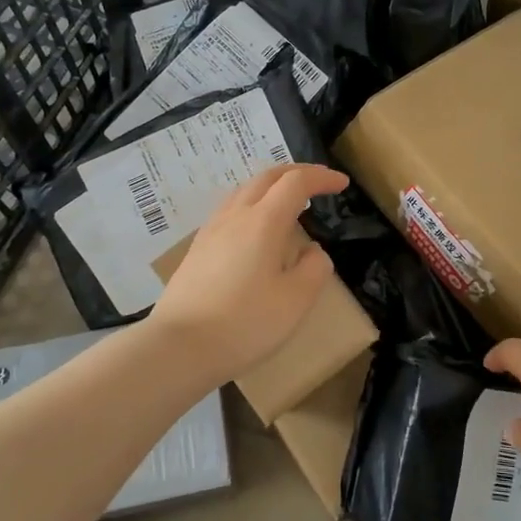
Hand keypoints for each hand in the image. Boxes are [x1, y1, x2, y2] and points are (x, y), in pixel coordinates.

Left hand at [147, 164, 348, 379]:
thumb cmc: (244, 323)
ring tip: (288, 202)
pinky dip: (253, 204)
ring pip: (244, 190)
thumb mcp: (296, 300)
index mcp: (264, 221)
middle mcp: (236, 216)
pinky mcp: (197, 248)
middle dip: (296, 172)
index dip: (321, 178)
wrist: (178, 347)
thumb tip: (313, 251)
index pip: (296, 182)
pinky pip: (230, 210)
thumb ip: (314, 268)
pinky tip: (256, 229)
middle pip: (267, 177)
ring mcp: (212, 230)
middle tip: (318, 182)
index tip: (342, 183)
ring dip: (272, 186)